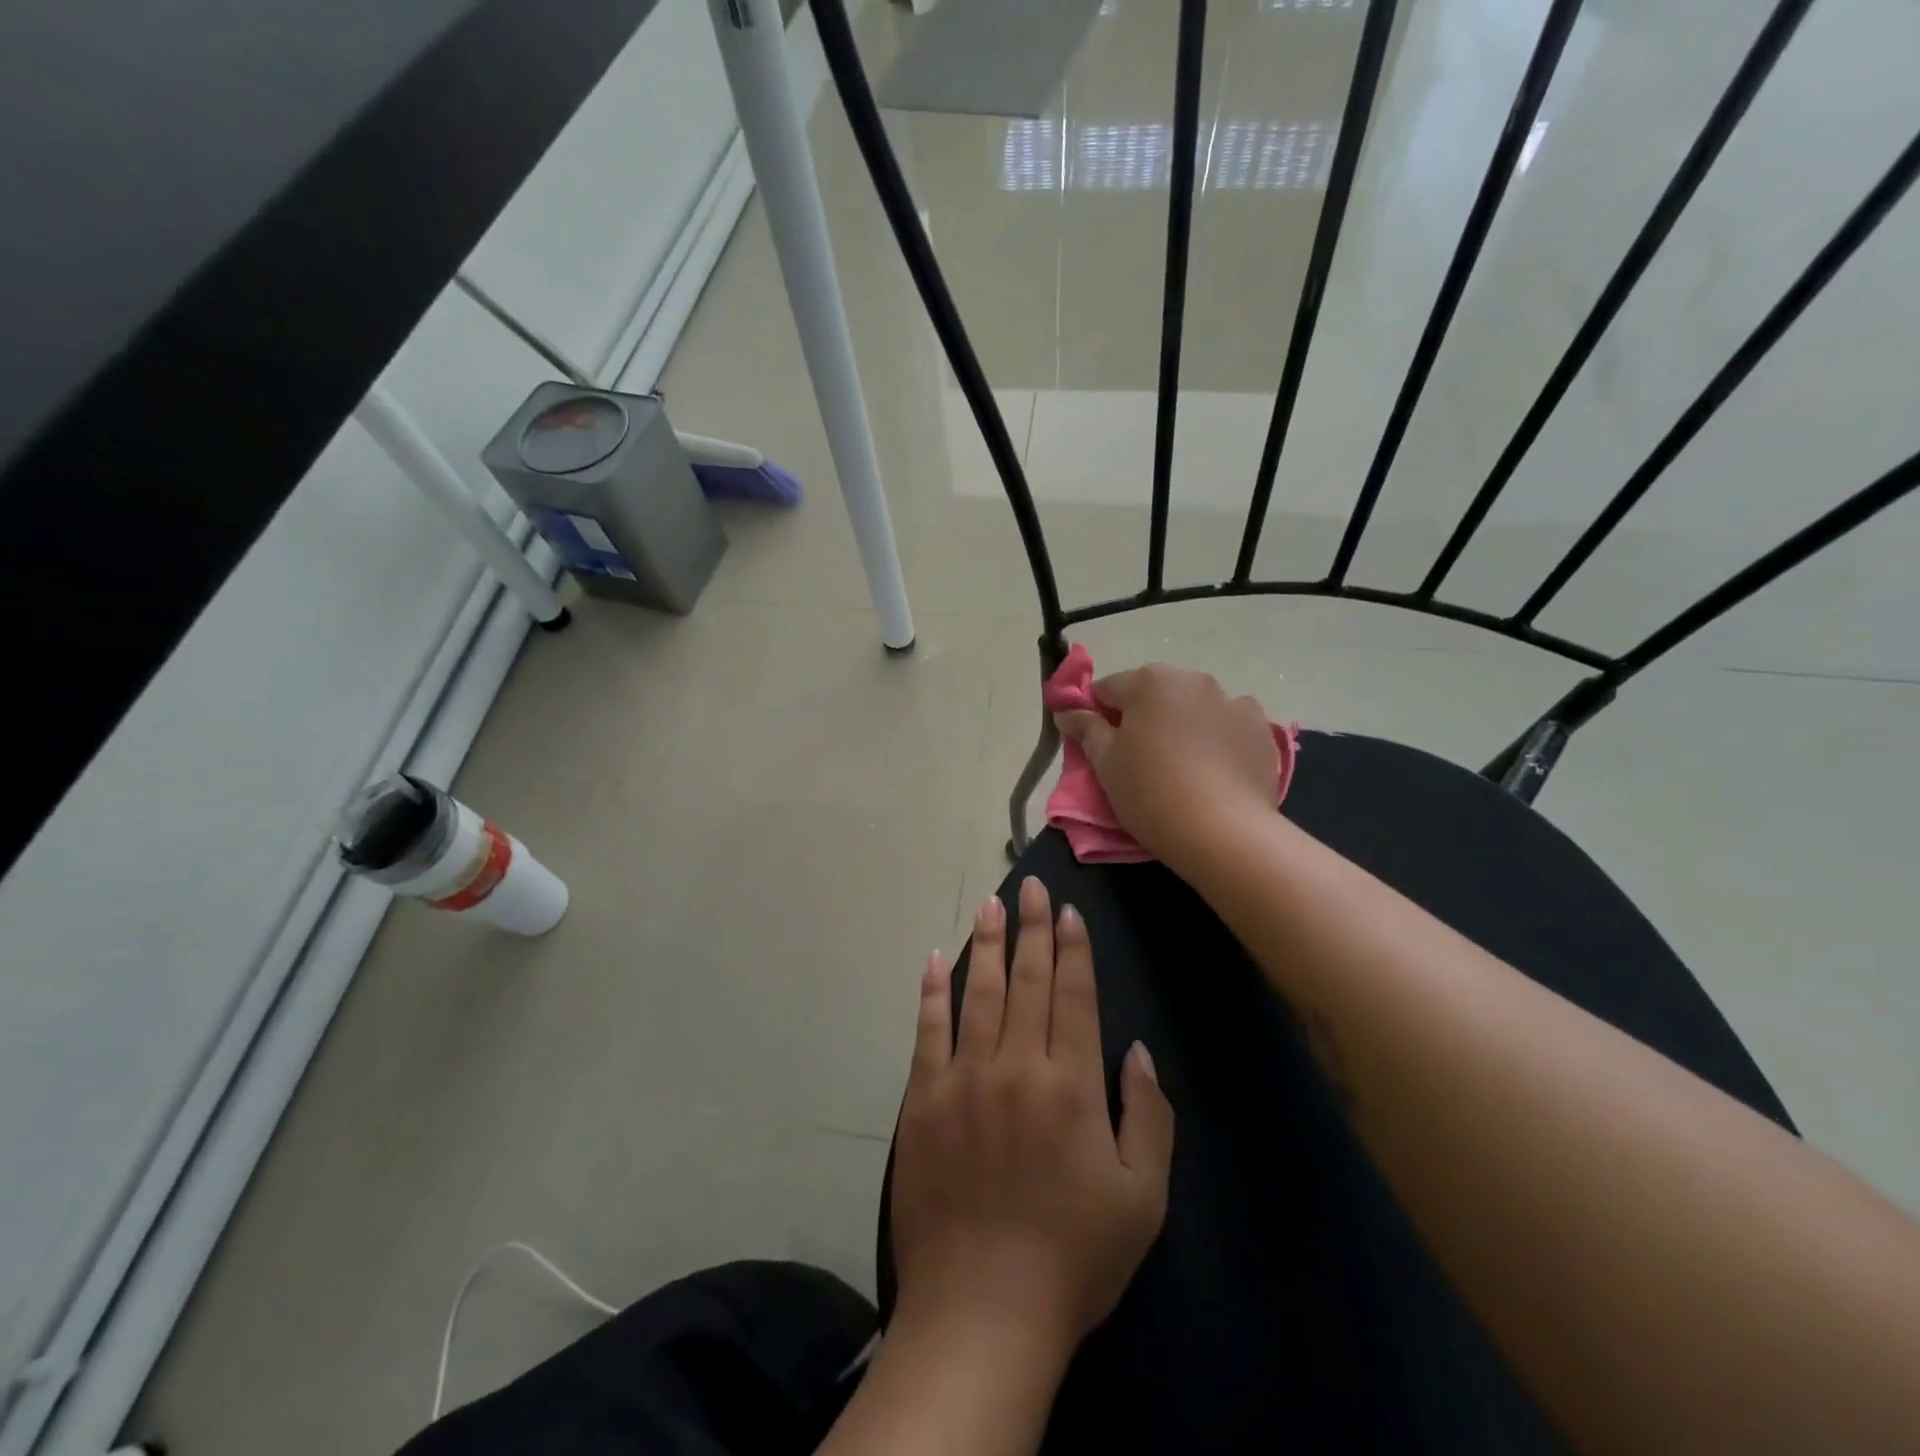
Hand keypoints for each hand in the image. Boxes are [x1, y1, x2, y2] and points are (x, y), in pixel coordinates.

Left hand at [889, 877, 1173, 1366]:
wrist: (981, 1311)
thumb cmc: (1073, 1257)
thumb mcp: (1142, 1198)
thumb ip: (1148, 1116)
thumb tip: (1136, 1050)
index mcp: (1072, 1085)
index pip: (1074, 996)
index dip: (1073, 949)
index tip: (1068, 911)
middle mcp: (1017, 1066)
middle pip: (1026, 980)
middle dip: (1032, 928)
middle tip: (1031, 886)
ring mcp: (964, 1078)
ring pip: (977, 992)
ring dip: (986, 943)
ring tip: (991, 904)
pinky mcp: (924, 1099)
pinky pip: (928, 1030)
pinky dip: (932, 990)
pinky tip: (935, 958)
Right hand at [1053, 663, 1278, 867]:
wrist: (1224, 833)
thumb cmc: (1151, 793)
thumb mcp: (1106, 764)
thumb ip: (1085, 729)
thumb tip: (1067, 711)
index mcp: (1149, 682)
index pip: (1107, 689)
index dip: (1097, 715)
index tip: (1098, 745)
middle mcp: (1192, 680)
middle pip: (1153, 692)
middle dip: (1142, 716)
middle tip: (1138, 757)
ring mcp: (1232, 701)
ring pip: (1193, 706)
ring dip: (1182, 722)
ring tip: (1181, 765)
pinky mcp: (1260, 728)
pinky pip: (1228, 723)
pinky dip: (1218, 736)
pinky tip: (1214, 767)